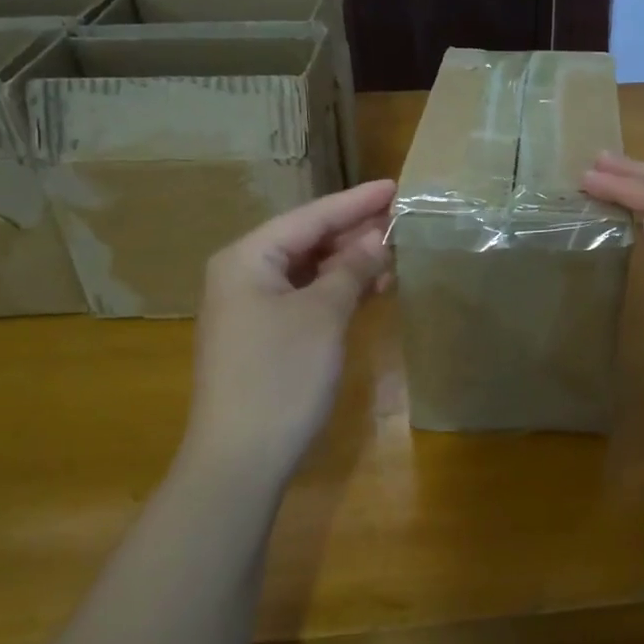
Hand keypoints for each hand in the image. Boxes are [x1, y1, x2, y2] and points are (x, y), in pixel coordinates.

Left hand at [178, 180, 395, 481]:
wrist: (241, 457)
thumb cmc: (281, 375)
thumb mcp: (323, 315)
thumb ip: (351, 269)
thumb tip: (378, 239)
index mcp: (248, 258)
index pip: (310, 217)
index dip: (355, 202)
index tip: (394, 186)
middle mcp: (243, 275)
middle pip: (306, 240)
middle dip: (354, 231)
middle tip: (401, 219)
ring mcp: (251, 309)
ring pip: (308, 271)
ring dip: (349, 263)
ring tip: (395, 254)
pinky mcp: (264, 337)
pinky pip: (305, 298)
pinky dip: (336, 291)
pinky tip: (370, 289)